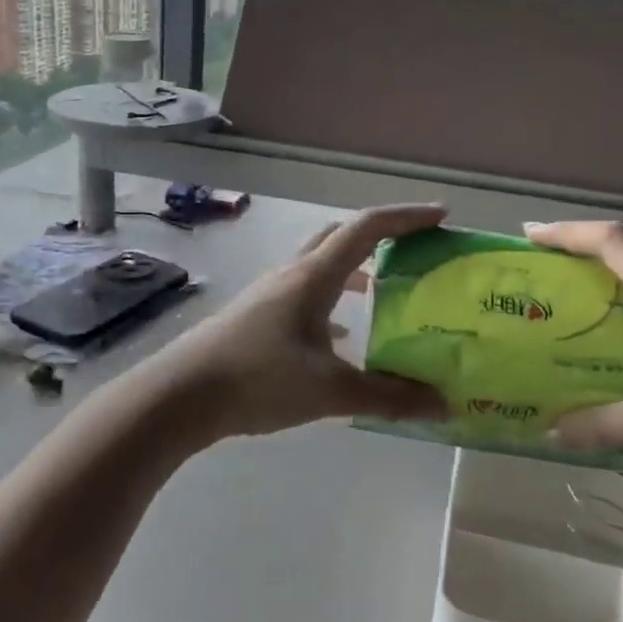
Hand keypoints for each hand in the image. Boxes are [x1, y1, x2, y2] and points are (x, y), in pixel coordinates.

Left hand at [146, 204, 451, 441]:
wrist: (180, 396)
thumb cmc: (258, 379)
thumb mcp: (330, 391)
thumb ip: (389, 397)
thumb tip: (443, 405)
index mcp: (314, 276)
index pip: (367, 228)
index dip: (407, 217)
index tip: (442, 216)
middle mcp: (292, 274)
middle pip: (341, 236)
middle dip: (381, 236)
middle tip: (414, 250)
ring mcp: (270, 294)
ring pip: (320, 266)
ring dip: (354, 269)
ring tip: (383, 291)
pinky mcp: (257, 316)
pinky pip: (304, 295)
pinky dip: (331, 302)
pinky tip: (341, 336)